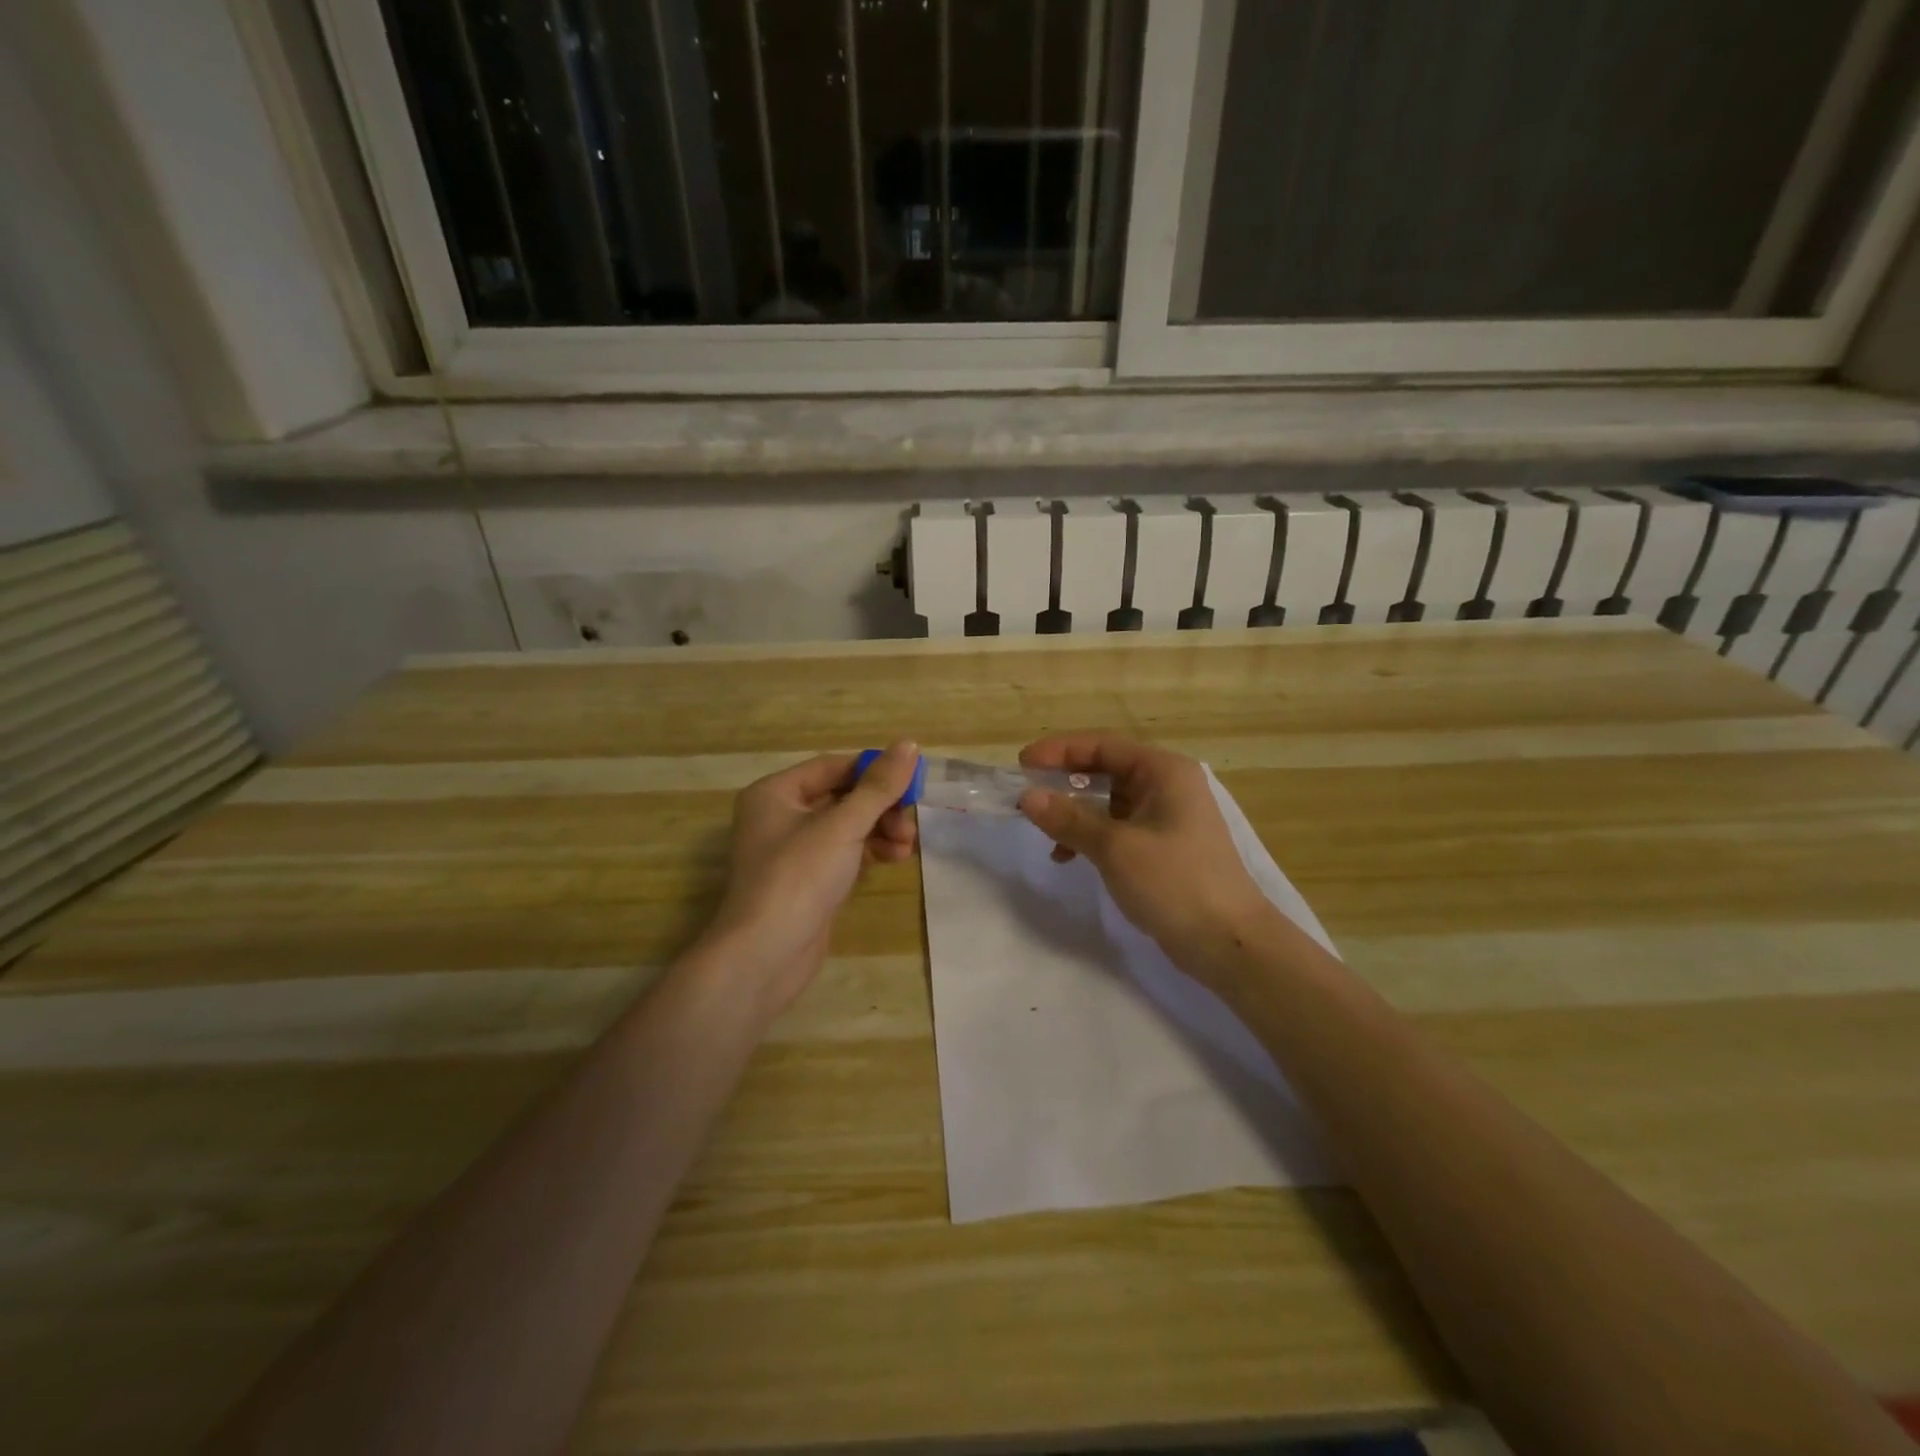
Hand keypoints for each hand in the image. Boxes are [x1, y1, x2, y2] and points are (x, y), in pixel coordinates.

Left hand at [699, 742, 920, 1016]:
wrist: (764, 956)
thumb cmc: (799, 878)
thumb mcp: (843, 826)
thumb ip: (879, 786)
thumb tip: (910, 744)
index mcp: (776, 792)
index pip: (834, 766)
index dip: (874, 772)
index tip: (912, 784)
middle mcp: (779, 816)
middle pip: (841, 796)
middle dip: (880, 807)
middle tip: (910, 823)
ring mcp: (792, 851)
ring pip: (846, 826)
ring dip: (880, 830)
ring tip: (907, 847)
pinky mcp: (806, 881)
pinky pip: (843, 853)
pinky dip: (869, 852)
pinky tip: (894, 859)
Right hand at [1018, 733, 1272, 986]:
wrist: (1229, 942)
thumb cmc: (1175, 883)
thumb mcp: (1115, 848)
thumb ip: (1069, 819)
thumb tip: (1028, 797)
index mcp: (1163, 771)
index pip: (1103, 746)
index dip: (1059, 751)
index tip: (1022, 765)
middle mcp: (1167, 785)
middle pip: (1106, 770)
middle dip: (1065, 783)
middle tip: (1028, 797)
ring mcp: (1168, 816)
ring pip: (1109, 801)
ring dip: (1076, 814)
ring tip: (1048, 837)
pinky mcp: (1165, 846)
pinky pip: (1118, 827)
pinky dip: (1092, 836)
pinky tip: (1071, 857)